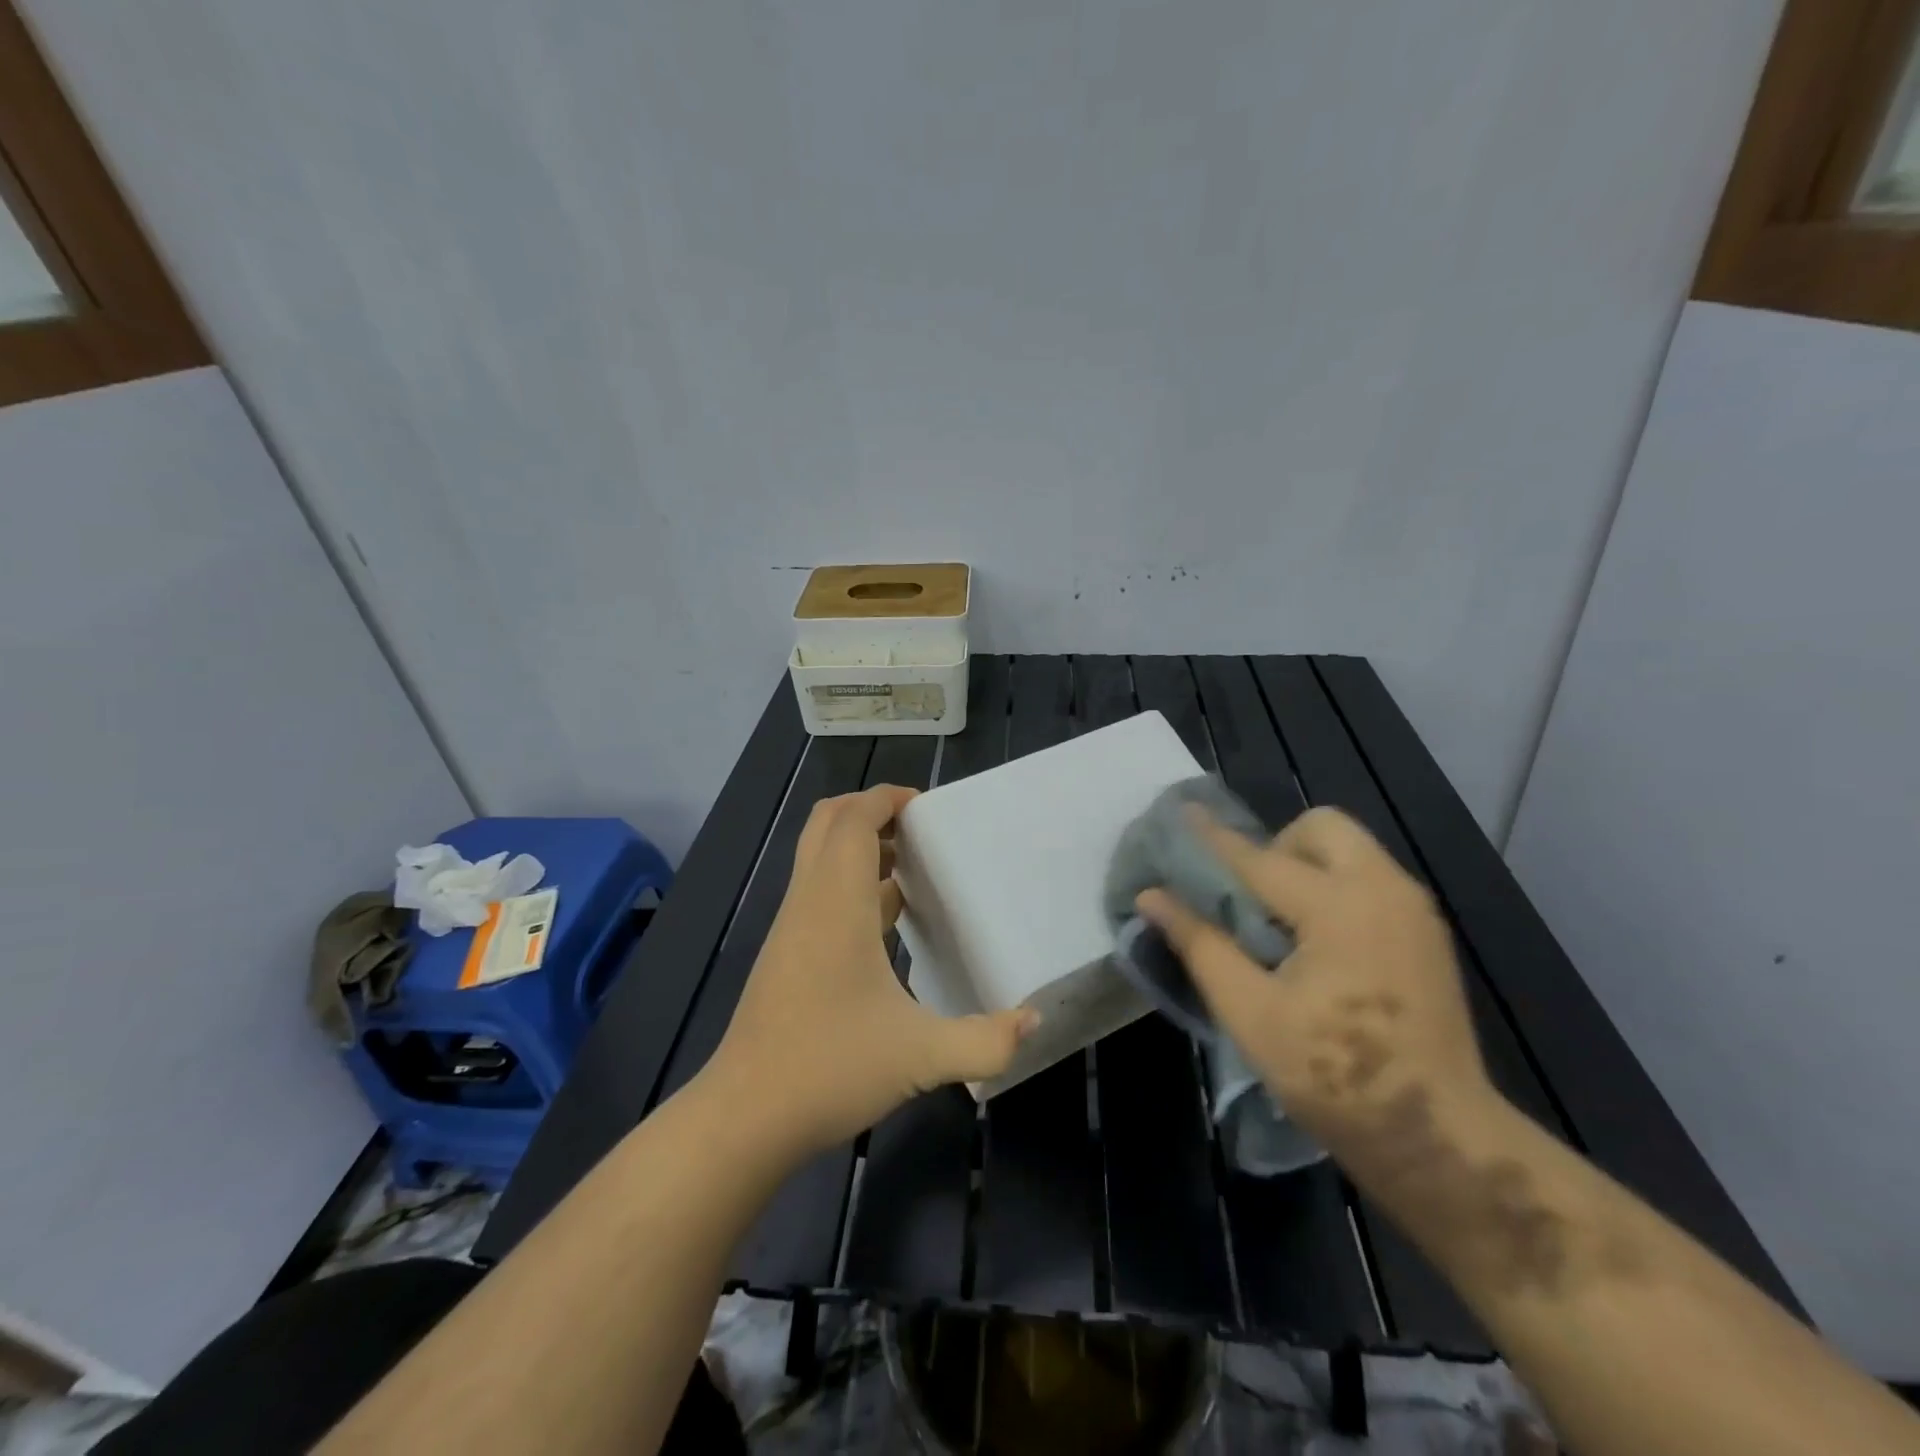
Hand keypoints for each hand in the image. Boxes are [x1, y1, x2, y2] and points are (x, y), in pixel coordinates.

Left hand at [706, 784, 1036, 1156]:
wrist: (745, 1116)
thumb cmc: (829, 1069)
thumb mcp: (921, 1057)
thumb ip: (985, 1040)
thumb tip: (1034, 1020)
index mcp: (836, 903)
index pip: (851, 819)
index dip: (885, 798)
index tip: (925, 804)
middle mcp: (808, 902)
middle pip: (826, 823)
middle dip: (869, 811)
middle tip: (917, 828)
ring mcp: (791, 927)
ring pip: (818, 857)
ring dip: (859, 847)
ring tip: (910, 865)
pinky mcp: (786, 953)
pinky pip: (817, 891)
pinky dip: (848, 882)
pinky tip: (885, 920)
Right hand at [1137, 806, 1494, 1177]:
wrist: (1439, 1138)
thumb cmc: (1335, 1078)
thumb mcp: (1251, 1014)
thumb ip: (1201, 946)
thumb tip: (1152, 897)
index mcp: (1338, 908)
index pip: (1258, 859)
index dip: (1213, 839)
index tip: (1181, 812)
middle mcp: (1383, 891)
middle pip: (1322, 827)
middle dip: (1278, 845)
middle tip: (1252, 896)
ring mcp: (1414, 910)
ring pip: (1350, 849)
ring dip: (1307, 864)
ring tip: (1281, 922)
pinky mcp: (1428, 933)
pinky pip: (1370, 878)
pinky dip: (1335, 886)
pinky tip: (1319, 942)